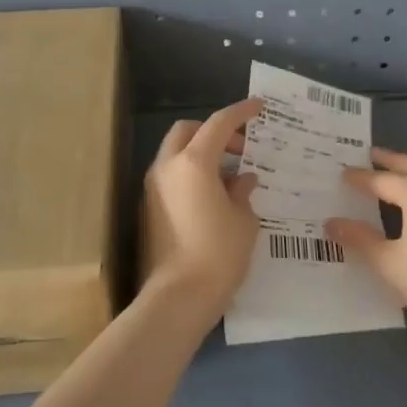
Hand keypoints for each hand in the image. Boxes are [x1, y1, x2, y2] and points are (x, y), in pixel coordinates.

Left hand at [141, 98, 263, 316]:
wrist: (176, 299)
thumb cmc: (218, 255)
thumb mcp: (244, 222)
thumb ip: (243, 193)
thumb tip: (243, 180)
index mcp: (194, 162)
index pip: (219, 123)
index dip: (240, 112)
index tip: (258, 107)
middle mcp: (168, 167)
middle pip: (187, 131)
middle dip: (213, 131)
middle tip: (240, 149)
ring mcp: (152, 188)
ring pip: (175, 154)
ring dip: (201, 154)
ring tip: (230, 177)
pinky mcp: (147, 210)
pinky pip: (171, 177)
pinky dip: (190, 174)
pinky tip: (212, 197)